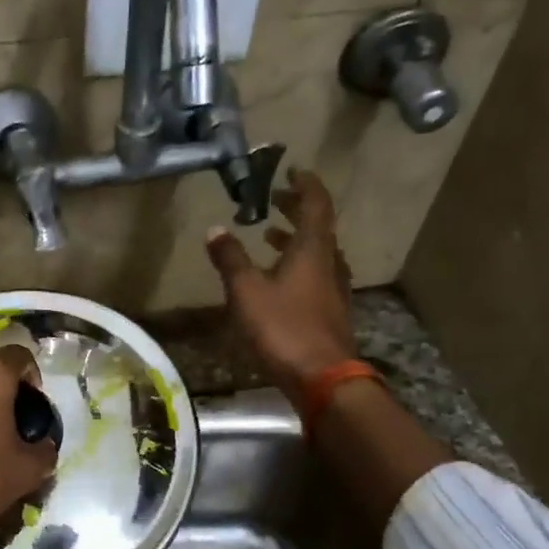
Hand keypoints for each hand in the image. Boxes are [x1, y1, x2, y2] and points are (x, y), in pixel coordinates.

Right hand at [205, 167, 358, 403]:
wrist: (323, 378)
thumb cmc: (283, 328)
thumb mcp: (247, 292)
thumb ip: (230, 259)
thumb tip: (215, 229)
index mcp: (312, 250)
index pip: (315, 205)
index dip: (305, 185)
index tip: (292, 170)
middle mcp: (329, 264)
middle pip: (318, 227)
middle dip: (296, 209)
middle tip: (275, 199)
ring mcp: (333, 290)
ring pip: (317, 253)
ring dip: (296, 239)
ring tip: (270, 236)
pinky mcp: (330, 313)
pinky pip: (316, 276)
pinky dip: (298, 265)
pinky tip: (280, 280)